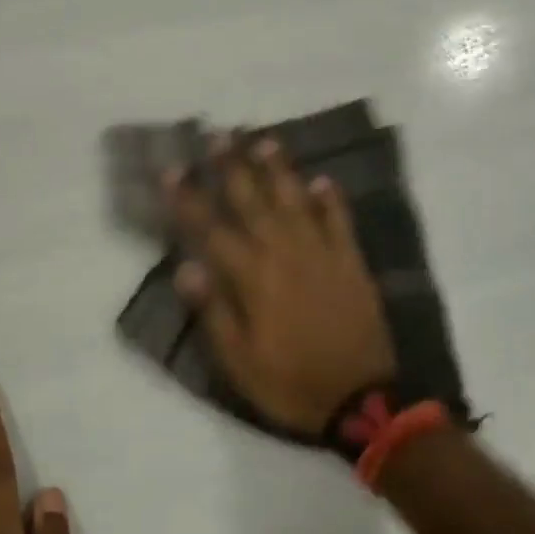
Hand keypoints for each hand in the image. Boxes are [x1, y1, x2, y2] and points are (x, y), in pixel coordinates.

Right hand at [167, 136, 395, 434]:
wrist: (361, 399)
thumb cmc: (290, 383)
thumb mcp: (239, 361)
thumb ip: (214, 311)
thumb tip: (186, 267)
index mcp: (253, 279)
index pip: (212, 230)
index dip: (189, 199)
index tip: (173, 170)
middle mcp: (286, 255)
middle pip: (254, 202)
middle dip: (233, 167)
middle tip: (219, 134)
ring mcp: (323, 255)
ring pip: (297, 201)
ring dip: (279, 170)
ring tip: (264, 141)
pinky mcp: (352, 264)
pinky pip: (340, 222)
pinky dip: (331, 200)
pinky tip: (322, 181)